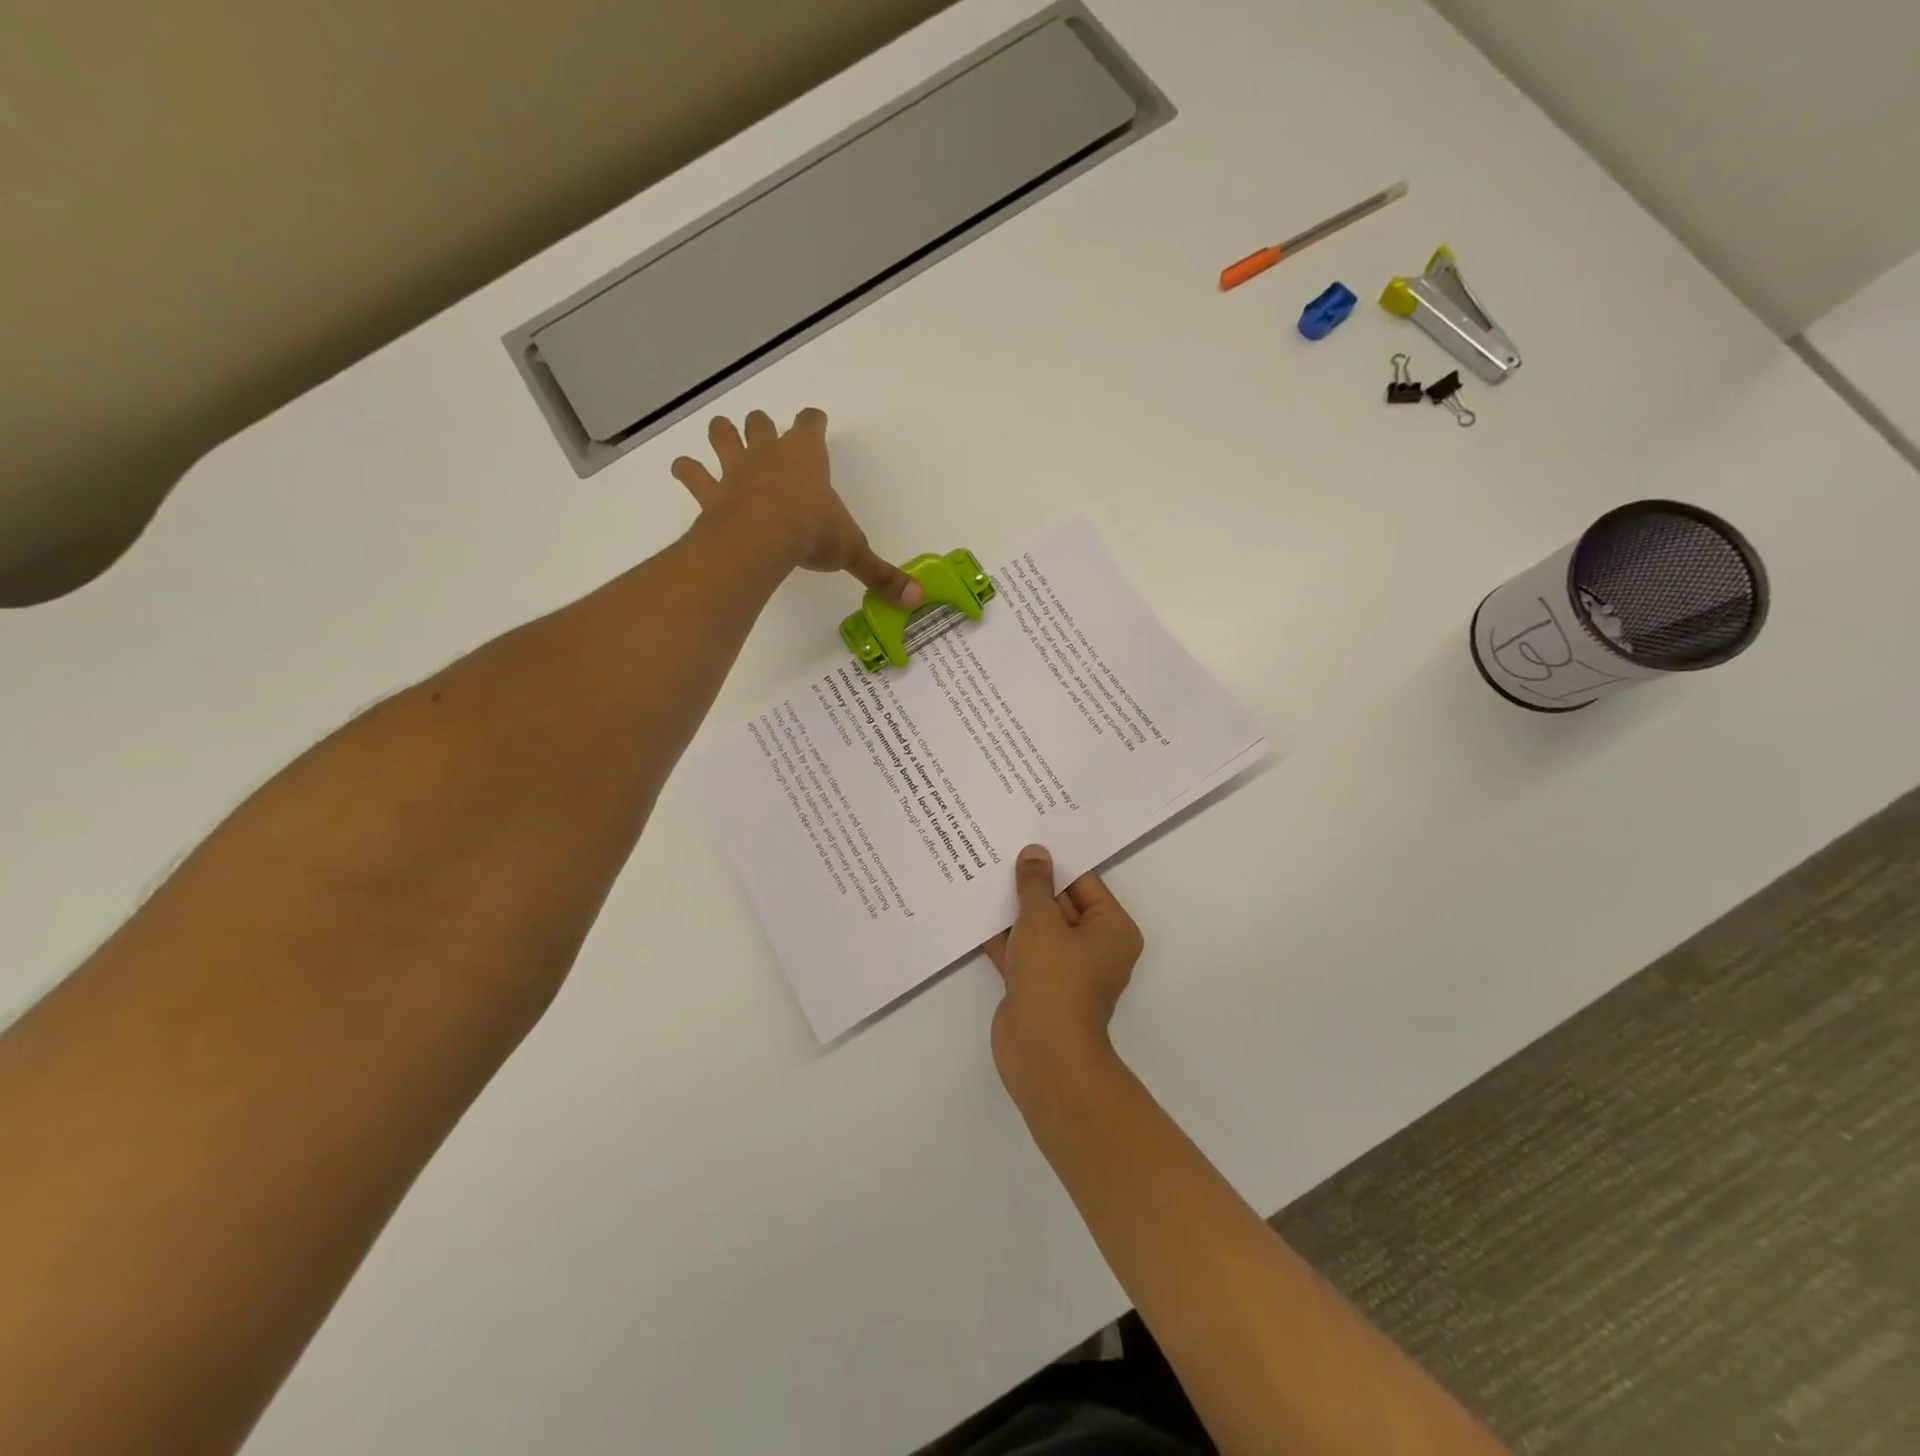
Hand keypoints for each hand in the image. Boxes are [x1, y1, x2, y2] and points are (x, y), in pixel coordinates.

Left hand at [672, 410, 922, 607]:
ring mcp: (735, 468)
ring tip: (722, 437)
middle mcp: (770, 453)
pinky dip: (687, 471)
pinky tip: (684, 471)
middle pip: (761, 423)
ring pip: (723, 435)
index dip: (813, 421)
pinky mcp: (710, 491)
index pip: (811, 424)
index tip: (816, 420)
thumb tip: (918, 599)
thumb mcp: (854, 551)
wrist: (765, 536)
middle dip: (763, 426)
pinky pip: (692, 473)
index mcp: (807, 457)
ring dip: (722, 435)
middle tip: (764, 432)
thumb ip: (881, 574)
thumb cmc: (814, 532)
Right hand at [983, 846, 1143, 1095]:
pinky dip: (1002, 935)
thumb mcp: (1042, 921)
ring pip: (1037, 927)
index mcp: (1111, 929)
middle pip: (1060, 903)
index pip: (1083, 882)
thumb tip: (1035, 853)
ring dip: (1013, 908)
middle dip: (1030, 883)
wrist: (1042, 1052)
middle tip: (1000, 849)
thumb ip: (1034, 885)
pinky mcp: (1038, 984)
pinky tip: (975, 911)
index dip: (1055, 861)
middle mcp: (1094, 946)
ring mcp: (1064, 968)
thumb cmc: (1053, 978)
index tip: (1027, 838)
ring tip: (982, 872)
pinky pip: (1021, 950)